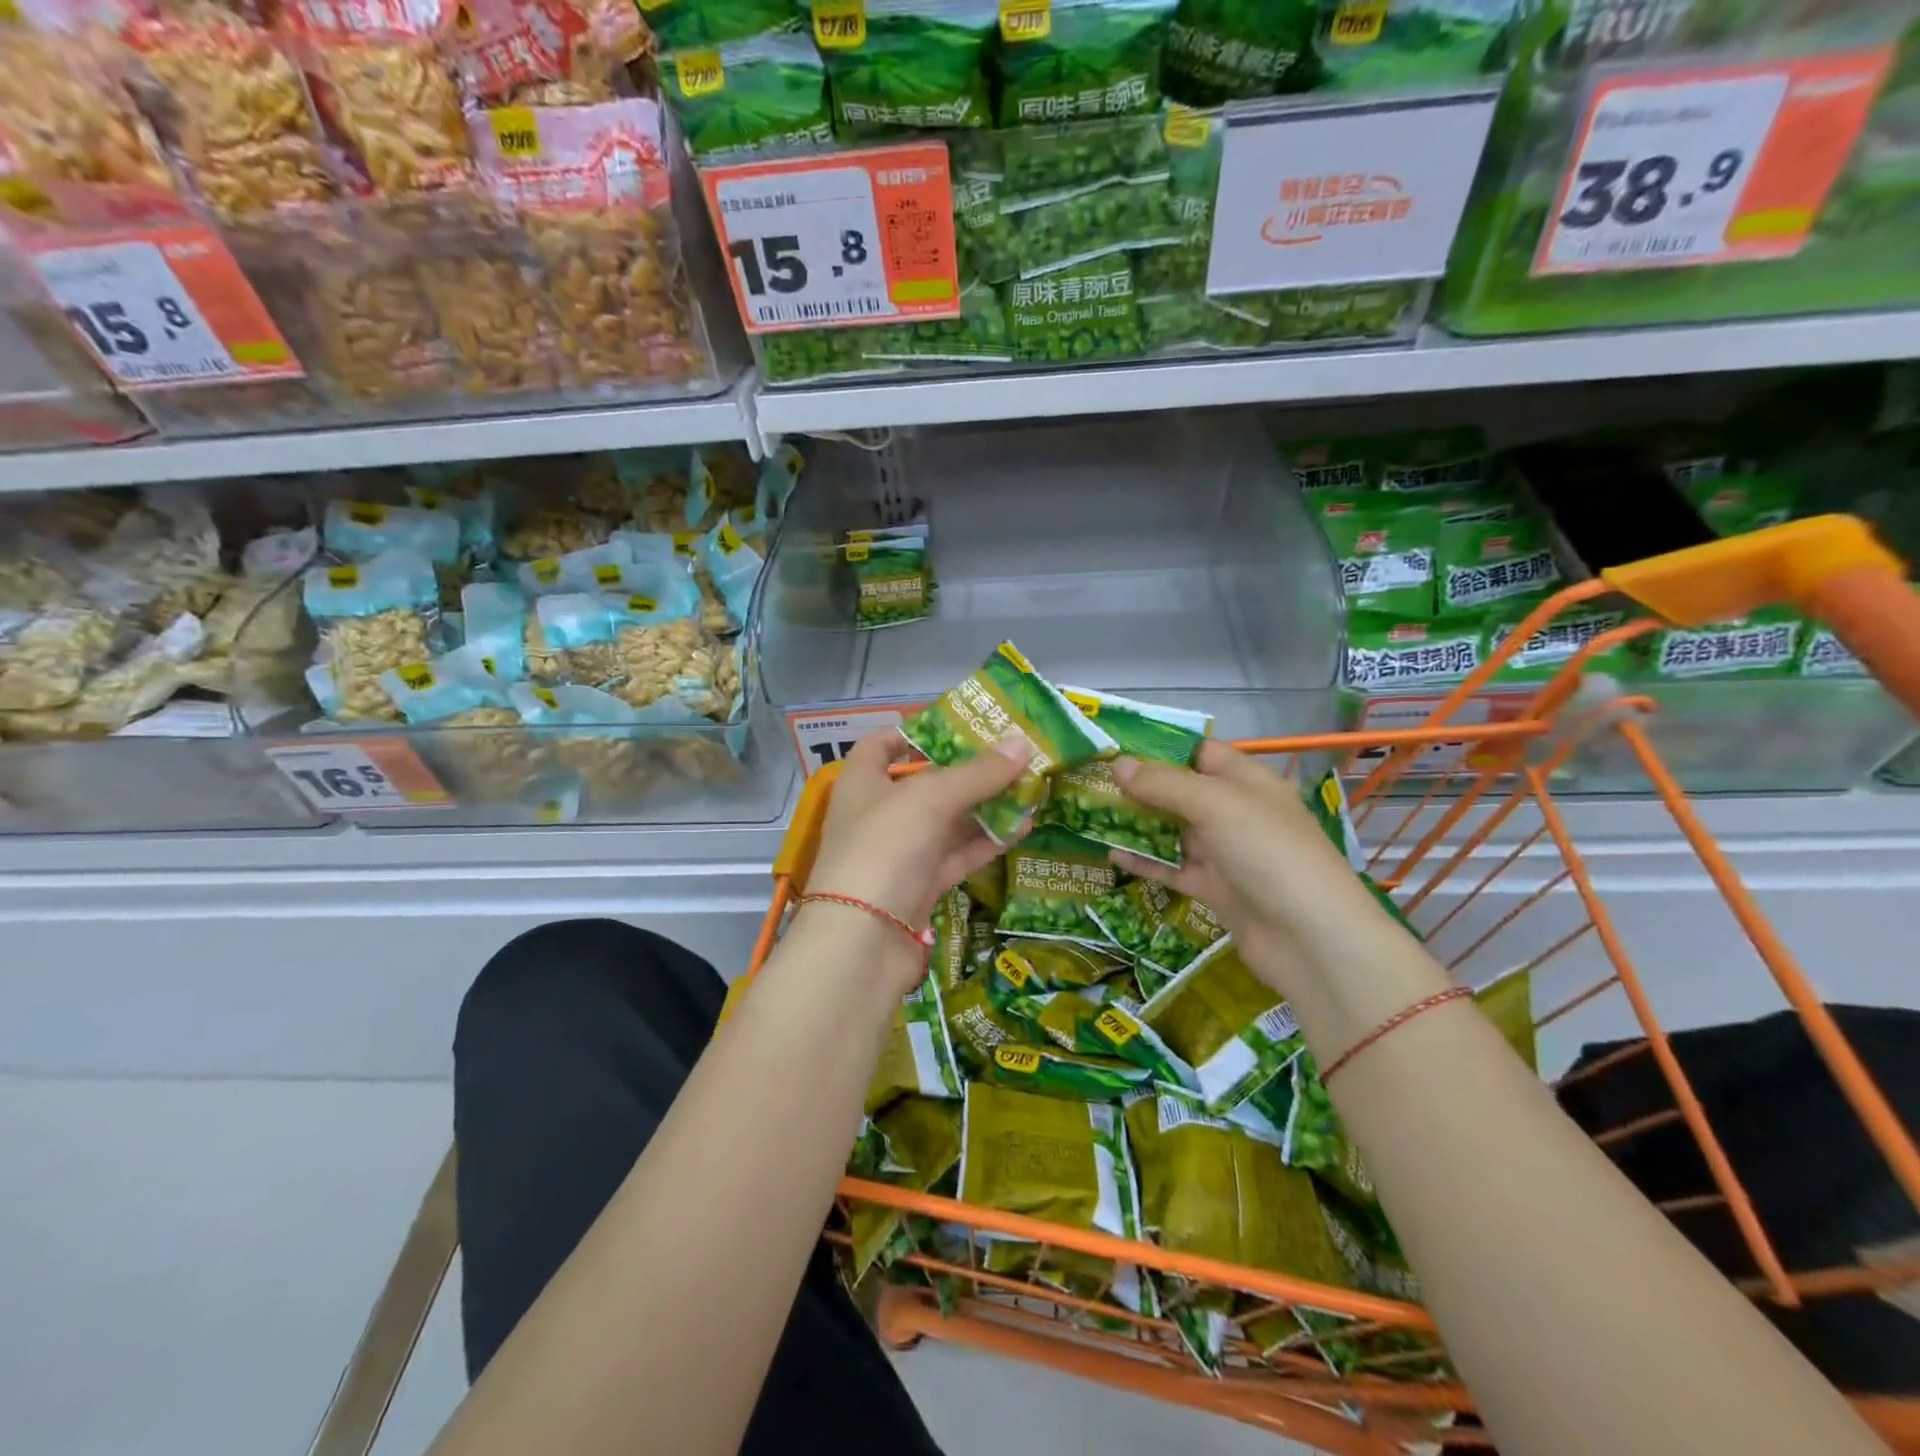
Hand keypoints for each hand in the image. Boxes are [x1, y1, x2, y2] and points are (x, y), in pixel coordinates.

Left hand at [807, 728, 1029, 936]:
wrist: (863, 941)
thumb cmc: (885, 847)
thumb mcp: (931, 798)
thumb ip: (978, 773)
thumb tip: (1021, 744)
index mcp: (863, 782)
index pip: (881, 745)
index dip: (913, 732)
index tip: (955, 726)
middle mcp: (878, 814)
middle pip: (925, 783)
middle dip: (967, 771)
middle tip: (1011, 756)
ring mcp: (899, 853)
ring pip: (947, 822)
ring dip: (985, 807)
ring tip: (1029, 788)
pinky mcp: (919, 887)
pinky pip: (956, 856)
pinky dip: (986, 842)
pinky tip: (1022, 828)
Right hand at [1109, 741, 1373, 993]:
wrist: (1310, 939)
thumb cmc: (1267, 852)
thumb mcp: (1215, 805)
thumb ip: (1164, 784)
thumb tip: (1117, 764)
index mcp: (1246, 781)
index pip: (1199, 752)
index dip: (1159, 747)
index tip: (1113, 746)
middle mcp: (1235, 812)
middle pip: (1180, 791)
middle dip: (1139, 786)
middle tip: (1090, 780)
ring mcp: (1225, 853)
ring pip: (1173, 830)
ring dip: (1137, 823)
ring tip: (1090, 814)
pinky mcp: (1215, 889)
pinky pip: (1173, 868)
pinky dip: (1146, 861)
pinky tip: (1112, 854)